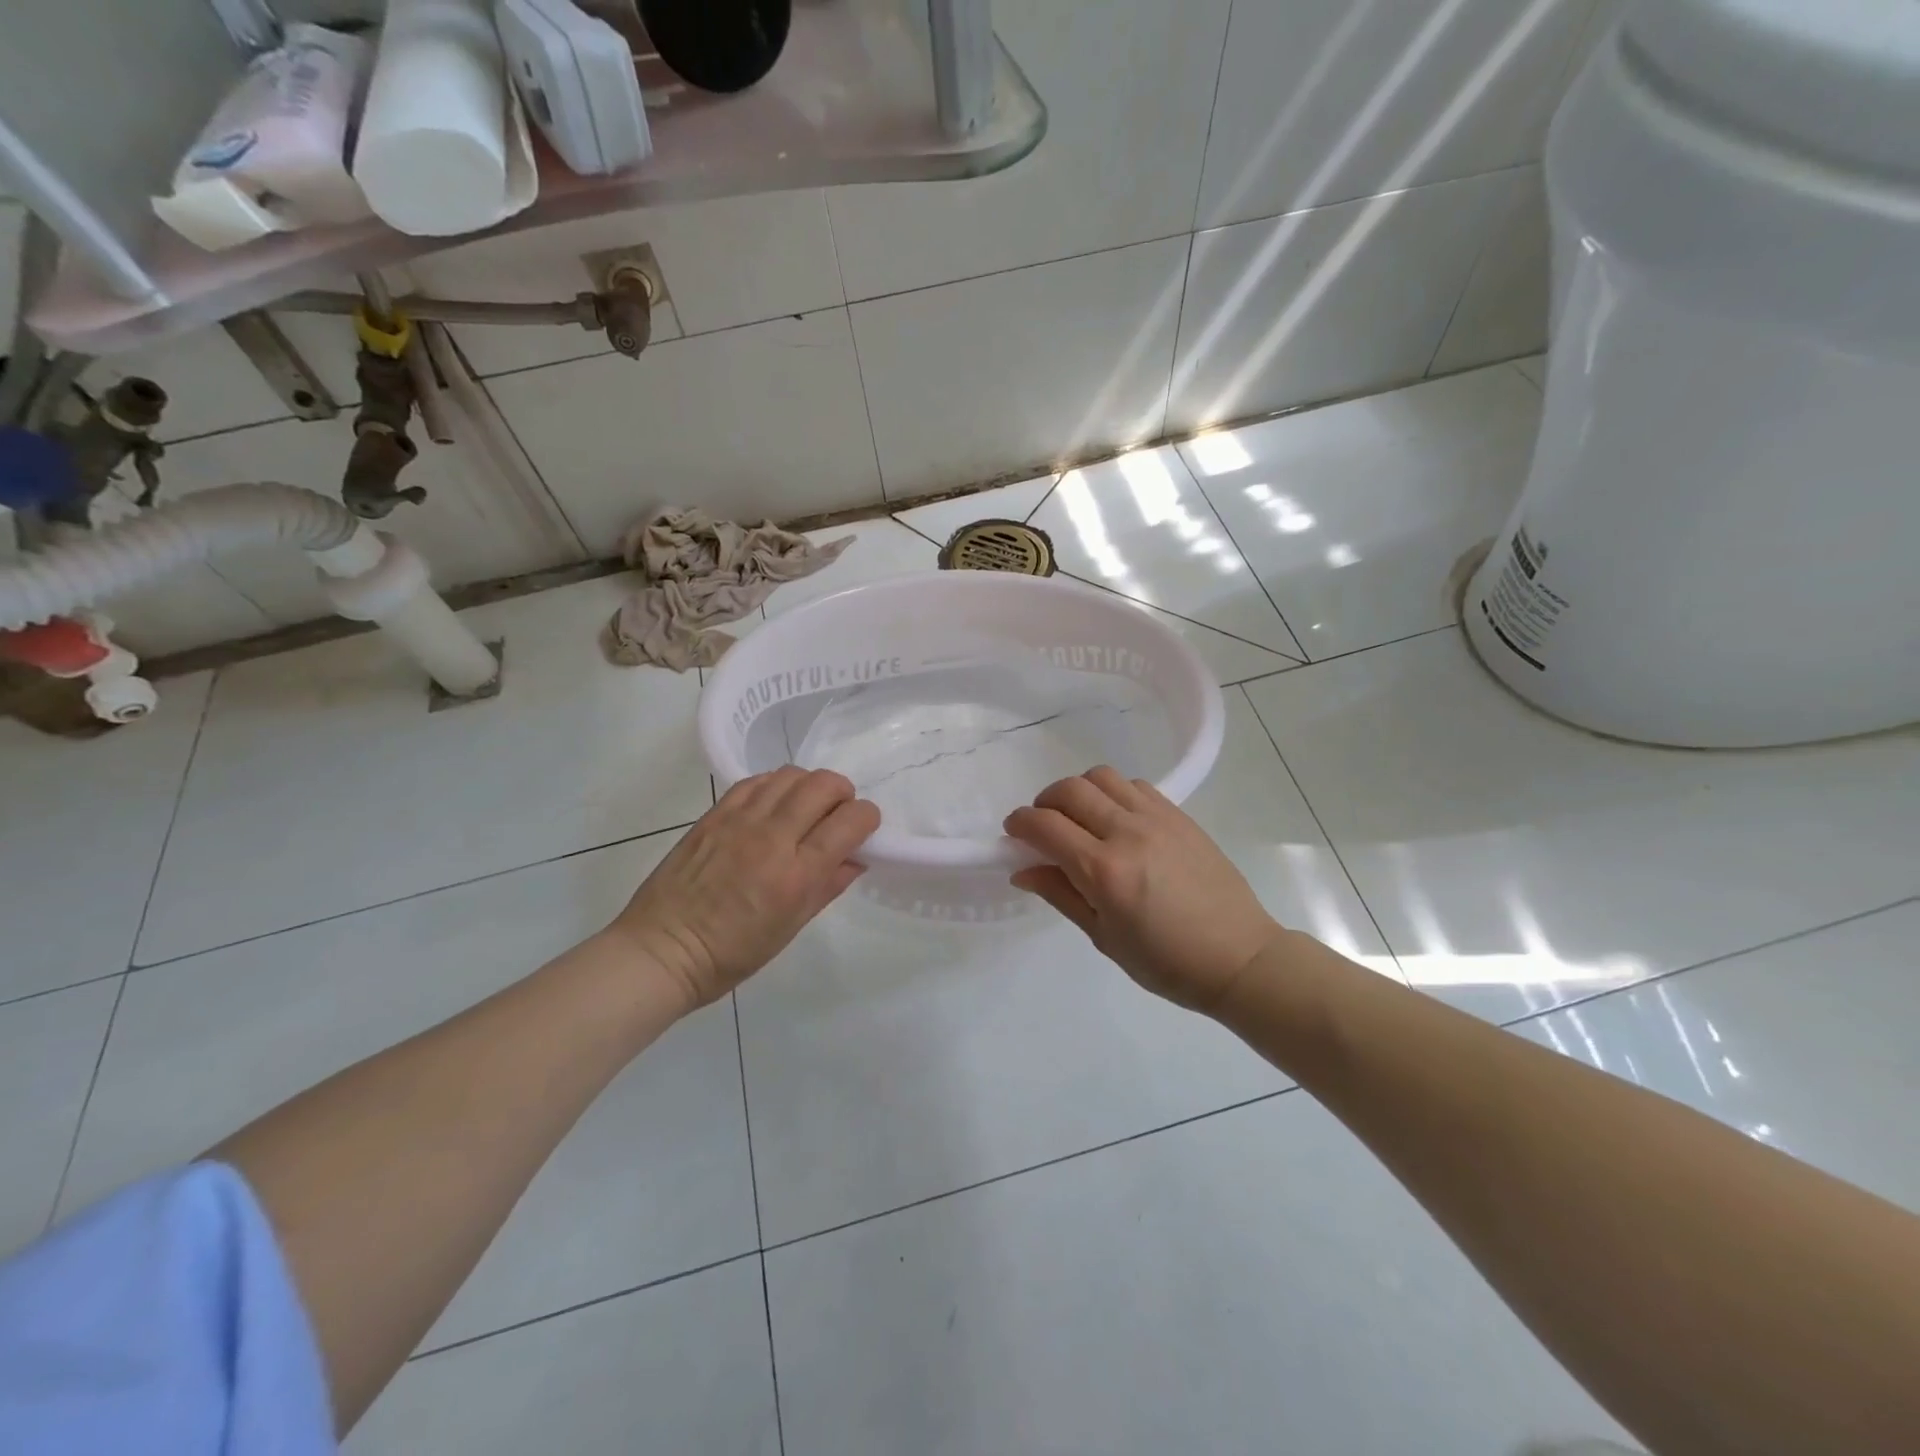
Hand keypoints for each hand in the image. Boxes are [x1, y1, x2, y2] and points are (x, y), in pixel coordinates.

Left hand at [611, 767, 879, 1011]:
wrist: (662, 950)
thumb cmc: (732, 954)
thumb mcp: (791, 928)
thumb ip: (827, 886)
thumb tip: (856, 858)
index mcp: (797, 876)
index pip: (850, 821)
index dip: (867, 818)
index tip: (863, 829)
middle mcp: (772, 839)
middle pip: (823, 785)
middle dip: (842, 794)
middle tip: (836, 814)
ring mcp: (740, 821)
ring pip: (791, 775)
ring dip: (809, 786)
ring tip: (805, 808)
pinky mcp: (714, 814)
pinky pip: (756, 781)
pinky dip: (775, 785)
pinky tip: (773, 805)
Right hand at [1005, 766, 1284, 1012]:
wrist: (1239, 956)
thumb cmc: (1165, 962)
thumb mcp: (1103, 937)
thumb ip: (1060, 894)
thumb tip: (1022, 870)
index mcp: (1103, 870)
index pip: (1045, 825)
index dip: (1020, 823)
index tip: (1013, 833)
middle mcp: (1127, 832)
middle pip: (1069, 790)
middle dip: (1044, 802)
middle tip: (1043, 826)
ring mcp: (1157, 818)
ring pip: (1102, 777)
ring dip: (1079, 791)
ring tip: (1080, 818)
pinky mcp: (1179, 815)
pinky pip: (1135, 785)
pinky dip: (1114, 793)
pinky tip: (1117, 820)